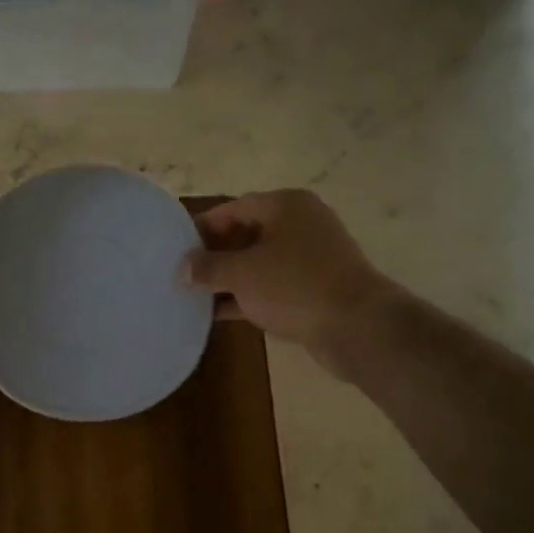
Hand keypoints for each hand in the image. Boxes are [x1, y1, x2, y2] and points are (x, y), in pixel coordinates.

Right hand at [183, 190, 390, 377]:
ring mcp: (311, 258)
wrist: (357, 326)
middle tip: (183, 272)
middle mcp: (301, 224)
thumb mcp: (242, 274)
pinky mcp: (314, 289)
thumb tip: (183, 267)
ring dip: (229, 279)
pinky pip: (272, 287)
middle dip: (215, 254)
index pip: (234, 207)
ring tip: (193, 295)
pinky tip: (218, 314)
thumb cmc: (295, 286)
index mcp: (286, 206)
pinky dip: (247, 297)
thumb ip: (208, 267)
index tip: (176, 247)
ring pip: (259, 263)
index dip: (203, 226)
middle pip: (247, 233)